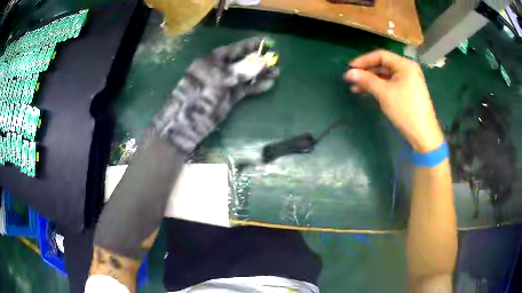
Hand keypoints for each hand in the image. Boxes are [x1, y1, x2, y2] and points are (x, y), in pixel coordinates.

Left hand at [148, 37, 279, 152]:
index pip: (233, 49)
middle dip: (258, 60)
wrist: (185, 126)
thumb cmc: (195, 99)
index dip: (249, 45)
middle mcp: (219, 70)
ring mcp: (225, 85)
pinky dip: (256, 86)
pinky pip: (245, 89)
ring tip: (277, 72)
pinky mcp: (229, 98)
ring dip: (260, 74)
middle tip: (275, 58)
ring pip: (246, 76)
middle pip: (242, 61)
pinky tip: (269, 84)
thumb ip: (237, 72)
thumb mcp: (215, 82)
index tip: (266, 42)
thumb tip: (259, 64)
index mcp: (211, 61)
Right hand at [343, 50, 443, 152]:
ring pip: (386, 76)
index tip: (349, 67)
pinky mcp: (408, 92)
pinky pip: (391, 85)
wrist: (423, 135)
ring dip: (371, 81)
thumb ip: (366, 80)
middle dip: (366, 72)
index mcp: (405, 65)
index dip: (364, 60)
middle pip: (383, 65)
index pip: (381, 55)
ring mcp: (409, 81)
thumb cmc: (405, 110)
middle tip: (351, 79)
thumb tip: (348, 73)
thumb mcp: (384, 93)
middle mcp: (408, 70)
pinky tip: (368, 92)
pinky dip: (379, 87)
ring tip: (356, 88)